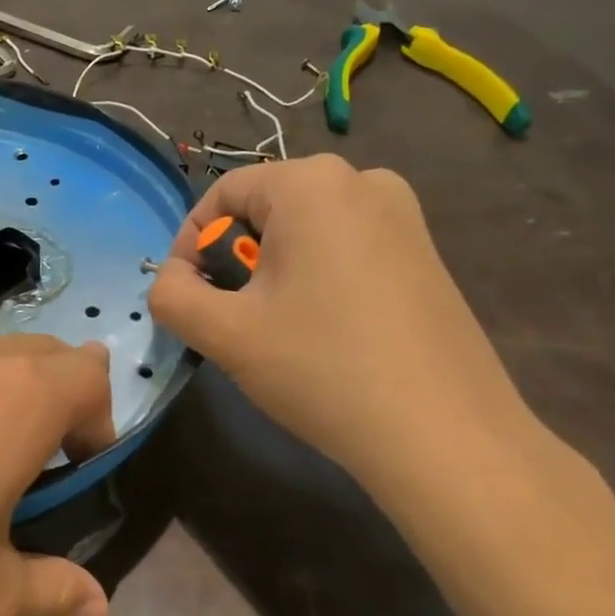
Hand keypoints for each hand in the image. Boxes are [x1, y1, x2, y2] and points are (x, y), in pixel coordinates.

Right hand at [146, 155, 535, 488]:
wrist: (444, 435)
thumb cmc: (322, 368)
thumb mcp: (223, 333)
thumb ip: (170, 294)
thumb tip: (172, 279)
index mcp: (311, 182)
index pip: (221, 194)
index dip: (190, 245)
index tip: (189, 299)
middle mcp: (363, 180)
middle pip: (265, 210)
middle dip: (235, 262)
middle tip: (233, 321)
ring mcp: (404, 215)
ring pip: (305, 232)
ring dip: (274, 274)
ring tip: (277, 332)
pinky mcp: (425, 252)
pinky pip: (346, 248)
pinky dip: (317, 279)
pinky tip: (325, 333)